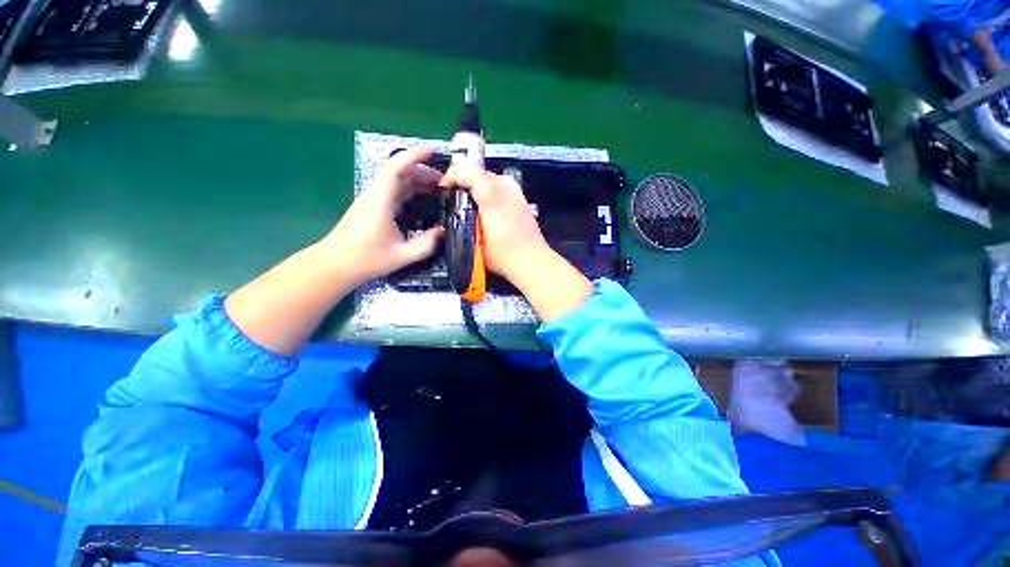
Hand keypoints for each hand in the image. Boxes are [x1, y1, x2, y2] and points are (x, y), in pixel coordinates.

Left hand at [321, 145, 444, 285]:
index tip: (435, 148)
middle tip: (446, 182)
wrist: (334, 265)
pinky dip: (411, 189)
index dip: (416, 155)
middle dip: (424, 171)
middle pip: (400, 172)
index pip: (397, 168)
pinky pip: (394, 190)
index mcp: (381, 201)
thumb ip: (426, 244)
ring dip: (418, 180)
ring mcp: (373, 199)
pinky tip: (423, 199)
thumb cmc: (366, 260)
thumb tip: (443, 230)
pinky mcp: (372, 206)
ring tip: (439, 189)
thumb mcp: (402, 255)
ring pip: (397, 180)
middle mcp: (376, 194)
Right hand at [440, 162, 592, 321]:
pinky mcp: (522, 199)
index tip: (444, 189)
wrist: (532, 260)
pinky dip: (490, 191)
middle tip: (455, 198)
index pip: (467, 170)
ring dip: (478, 186)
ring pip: (491, 177)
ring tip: (470, 203)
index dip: (451, 175)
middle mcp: (505, 187)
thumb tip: (455, 207)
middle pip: (479, 172)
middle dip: (464, 181)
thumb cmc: (502, 255)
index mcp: (492, 195)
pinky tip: (488, 208)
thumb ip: (464, 218)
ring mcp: (516, 192)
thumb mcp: (475, 239)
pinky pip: (501, 186)